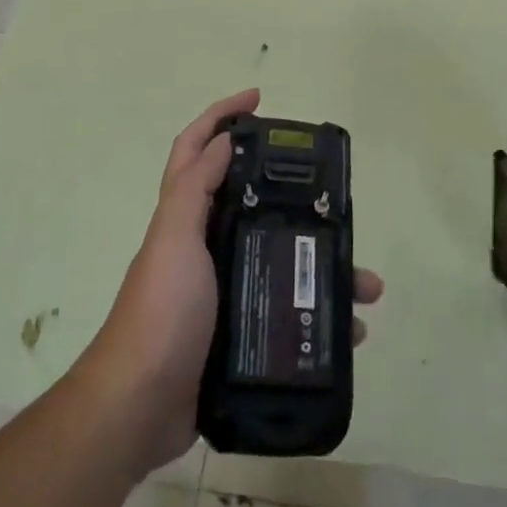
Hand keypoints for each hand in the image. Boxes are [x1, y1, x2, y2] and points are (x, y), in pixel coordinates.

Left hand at [84, 90, 383, 474]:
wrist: (141, 407)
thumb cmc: (161, 312)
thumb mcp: (174, 239)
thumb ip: (193, 190)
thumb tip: (223, 140)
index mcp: (185, 218)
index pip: (196, 149)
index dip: (221, 115)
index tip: (259, 98)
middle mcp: (204, 247)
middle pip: (254, 205)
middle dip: (297, 199)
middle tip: (336, 201)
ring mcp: (223, 292)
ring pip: (283, 263)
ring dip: (325, 268)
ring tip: (366, 283)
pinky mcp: (239, 334)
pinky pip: (289, 313)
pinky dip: (320, 317)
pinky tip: (351, 332)